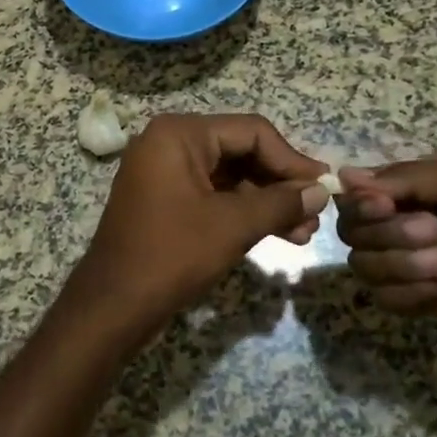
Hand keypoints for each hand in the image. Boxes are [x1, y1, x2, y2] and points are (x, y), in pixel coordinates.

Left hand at [66, 114, 328, 342]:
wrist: (113, 305)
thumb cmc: (172, 255)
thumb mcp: (233, 225)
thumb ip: (280, 203)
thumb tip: (321, 190)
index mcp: (180, 134)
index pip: (251, 132)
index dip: (291, 160)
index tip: (324, 187)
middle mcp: (170, 143)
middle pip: (241, 151)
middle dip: (280, 184)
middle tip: (315, 214)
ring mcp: (165, 172)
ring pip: (230, 176)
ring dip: (266, 202)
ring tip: (303, 232)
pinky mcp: (166, 199)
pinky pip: (213, 194)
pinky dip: (243, 212)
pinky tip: (277, 233)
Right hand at [336, 154, 436, 359]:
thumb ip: (406, 177)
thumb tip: (343, 176)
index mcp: (416, 189)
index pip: (356, 195)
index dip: (362, 204)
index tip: (385, 206)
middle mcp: (404, 223)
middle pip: (353, 232)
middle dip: (391, 235)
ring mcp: (412, 265)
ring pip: (365, 267)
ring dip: (405, 266)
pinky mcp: (423, 301)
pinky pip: (387, 299)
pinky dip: (416, 294)